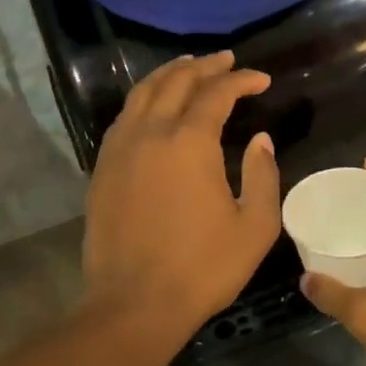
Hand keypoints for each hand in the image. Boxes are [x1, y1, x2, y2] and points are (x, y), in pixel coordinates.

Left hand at [81, 51, 280, 341]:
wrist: (134, 303)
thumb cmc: (202, 268)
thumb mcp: (254, 226)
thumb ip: (262, 175)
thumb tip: (260, 139)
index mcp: (189, 142)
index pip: (216, 93)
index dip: (241, 80)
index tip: (261, 80)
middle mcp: (151, 133)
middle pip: (176, 82)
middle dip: (205, 66)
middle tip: (226, 62)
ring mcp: (120, 149)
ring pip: (143, 93)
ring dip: (169, 74)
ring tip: (188, 67)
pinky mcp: (103, 168)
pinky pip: (124, 117)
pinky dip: (143, 100)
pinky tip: (153, 106)